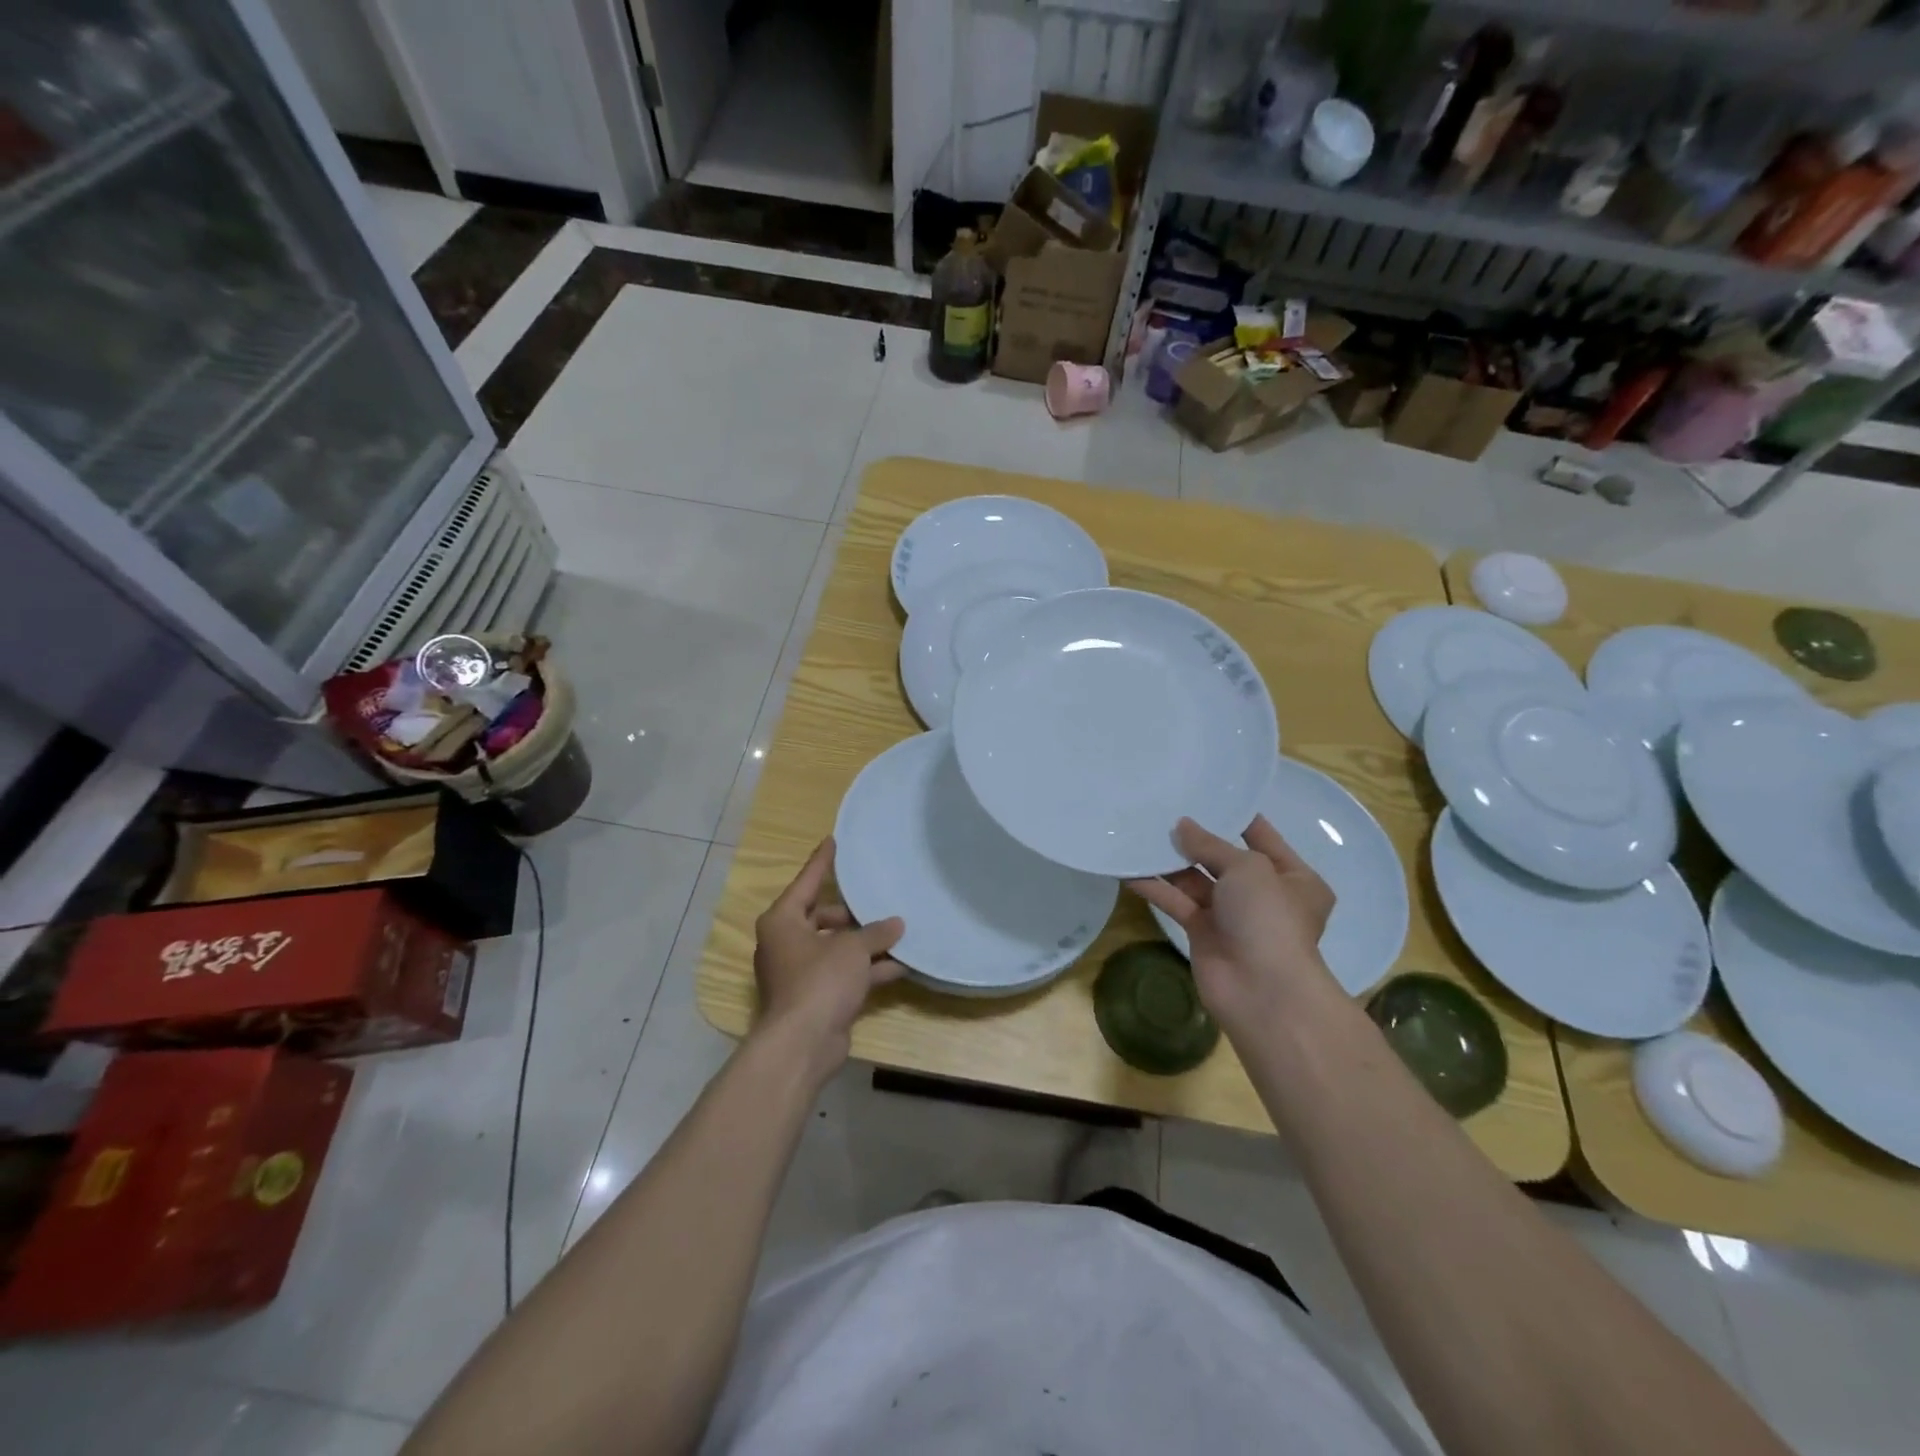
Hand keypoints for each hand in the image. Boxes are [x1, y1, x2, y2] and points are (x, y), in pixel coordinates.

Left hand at [752, 837, 904, 1079]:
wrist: (803, 1044)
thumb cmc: (819, 981)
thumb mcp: (851, 949)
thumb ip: (875, 932)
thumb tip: (897, 924)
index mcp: (783, 921)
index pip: (807, 882)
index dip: (822, 861)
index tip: (834, 840)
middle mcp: (787, 942)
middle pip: (823, 916)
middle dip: (853, 911)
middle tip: (879, 896)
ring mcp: (801, 972)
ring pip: (837, 947)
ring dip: (866, 942)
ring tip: (900, 929)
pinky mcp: (817, 996)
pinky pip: (845, 973)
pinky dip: (868, 969)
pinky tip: (902, 964)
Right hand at [1127, 817, 1339, 1039]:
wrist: (1262, 990)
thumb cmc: (1269, 917)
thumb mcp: (1247, 868)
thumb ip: (1211, 845)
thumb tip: (1181, 825)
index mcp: (1293, 877)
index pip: (1261, 837)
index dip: (1235, 816)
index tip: (1204, 794)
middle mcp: (1264, 894)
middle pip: (1224, 858)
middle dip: (1195, 839)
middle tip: (1163, 811)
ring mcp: (1232, 916)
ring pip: (1196, 880)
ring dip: (1171, 861)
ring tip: (1141, 833)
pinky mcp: (1203, 933)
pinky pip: (1177, 902)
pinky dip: (1156, 887)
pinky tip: (1130, 869)